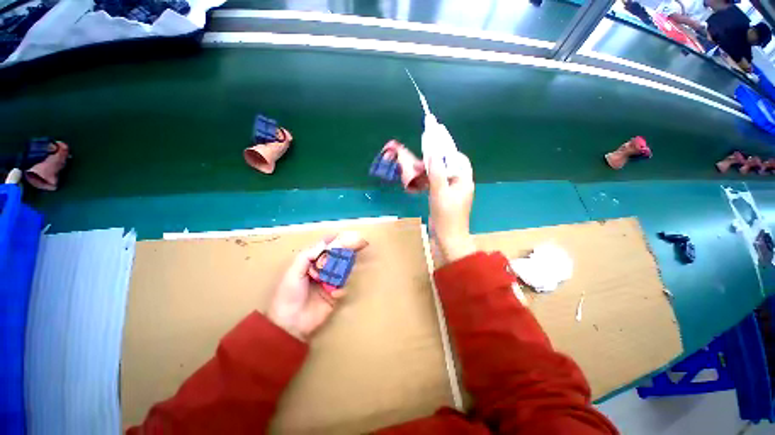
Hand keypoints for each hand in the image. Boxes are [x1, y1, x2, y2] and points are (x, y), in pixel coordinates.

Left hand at [267, 238, 344, 340]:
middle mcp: (321, 270)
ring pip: (343, 270)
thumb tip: (325, 243)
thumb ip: (308, 255)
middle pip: (337, 256)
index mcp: (310, 263)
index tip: (346, 234)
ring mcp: (329, 282)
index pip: (324, 248)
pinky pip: (343, 287)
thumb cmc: (288, 294)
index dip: (334, 240)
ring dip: (347, 268)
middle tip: (361, 243)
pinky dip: (341, 289)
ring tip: (349, 268)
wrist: (290, 324)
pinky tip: (334, 294)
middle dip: (347, 250)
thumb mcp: (293, 272)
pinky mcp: (334, 295)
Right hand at [428, 152, 475, 264]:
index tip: (433, 150)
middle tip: (420, 162)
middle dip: (435, 164)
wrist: (447, 238)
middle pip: (448, 168)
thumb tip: (432, 154)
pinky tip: (418, 182)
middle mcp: (460, 185)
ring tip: (415, 171)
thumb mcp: (440, 192)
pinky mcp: (444, 200)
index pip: (460, 160)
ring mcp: (451, 193)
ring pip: (441, 177)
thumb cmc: (446, 215)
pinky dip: (428, 183)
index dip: (448, 153)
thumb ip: (436, 172)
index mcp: (464, 181)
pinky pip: (437, 186)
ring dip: (429, 173)